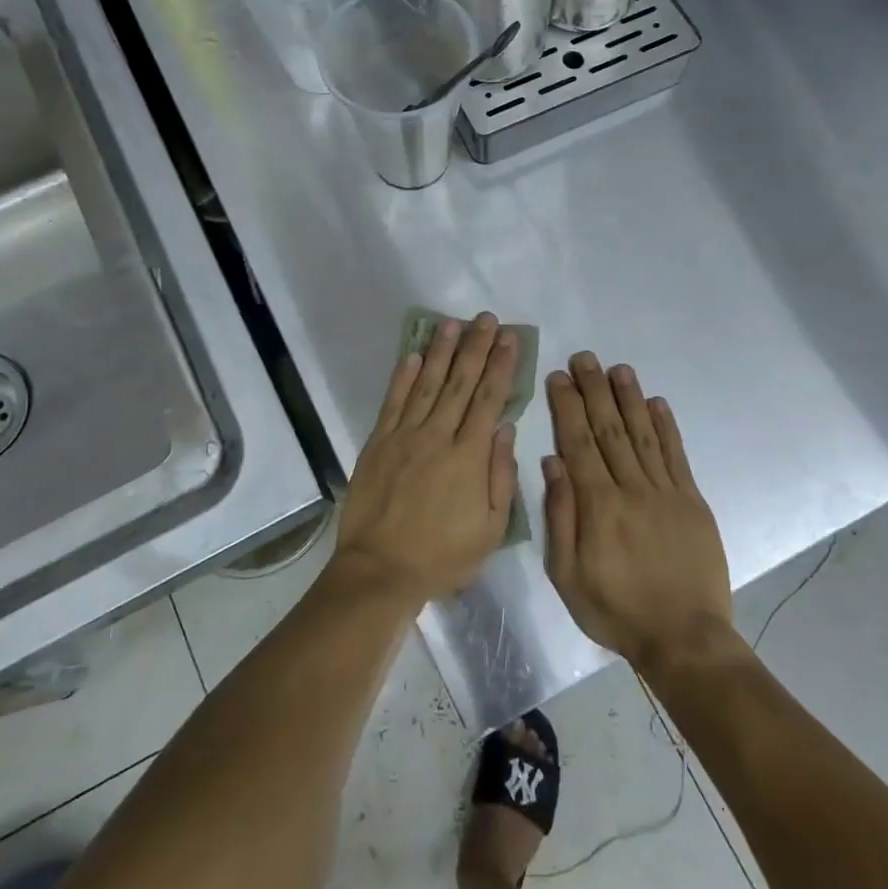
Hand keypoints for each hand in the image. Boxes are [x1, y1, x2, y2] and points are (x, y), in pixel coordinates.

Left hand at [337, 312, 519, 603]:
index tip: (509, 339)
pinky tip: (412, 354)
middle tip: (485, 318)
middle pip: (460, 383)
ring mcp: (404, 436)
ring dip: (440, 351)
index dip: (500, 366)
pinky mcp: (378, 442)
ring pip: (427, 384)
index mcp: (469, 456)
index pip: (489, 399)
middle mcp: (438, 436)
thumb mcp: (490, 528)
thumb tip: (504, 427)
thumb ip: (500, 475)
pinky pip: (393, 402)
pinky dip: (403, 377)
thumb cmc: (443, 556)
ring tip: (451, 324)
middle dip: (475, 348)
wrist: (380, 570)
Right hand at [542, 353, 733, 671]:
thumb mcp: (567, 576)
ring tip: (618, 368)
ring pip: (643, 434)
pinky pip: (677, 456)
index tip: (558, 377)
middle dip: (595, 390)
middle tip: (584, 358)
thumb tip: (551, 463)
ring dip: (629, 398)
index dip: (568, 407)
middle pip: (609, 429)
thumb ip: (560, 517)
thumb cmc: (616, 610)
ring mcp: (667, 492)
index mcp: (598, 506)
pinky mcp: (693, 502)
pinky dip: (667, 427)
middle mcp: (632, 488)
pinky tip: (657, 403)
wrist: (684, 638)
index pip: (578, 443)